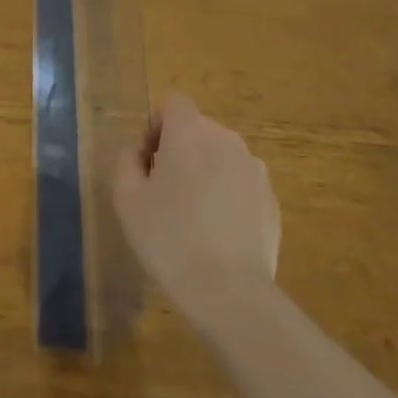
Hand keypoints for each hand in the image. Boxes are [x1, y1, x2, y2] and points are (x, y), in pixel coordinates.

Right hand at [113, 94, 279, 326]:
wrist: (230, 293)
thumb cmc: (169, 239)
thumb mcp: (126, 199)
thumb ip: (126, 162)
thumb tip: (138, 152)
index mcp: (190, 131)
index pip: (173, 103)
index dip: (156, 126)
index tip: (149, 163)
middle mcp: (226, 139)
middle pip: (197, 130)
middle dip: (180, 151)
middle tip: (165, 193)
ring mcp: (254, 169)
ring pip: (221, 157)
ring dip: (206, 173)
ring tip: (194, 218)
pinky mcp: (271, 199)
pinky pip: (241, 185)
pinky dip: (228, 197)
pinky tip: (218, 235)